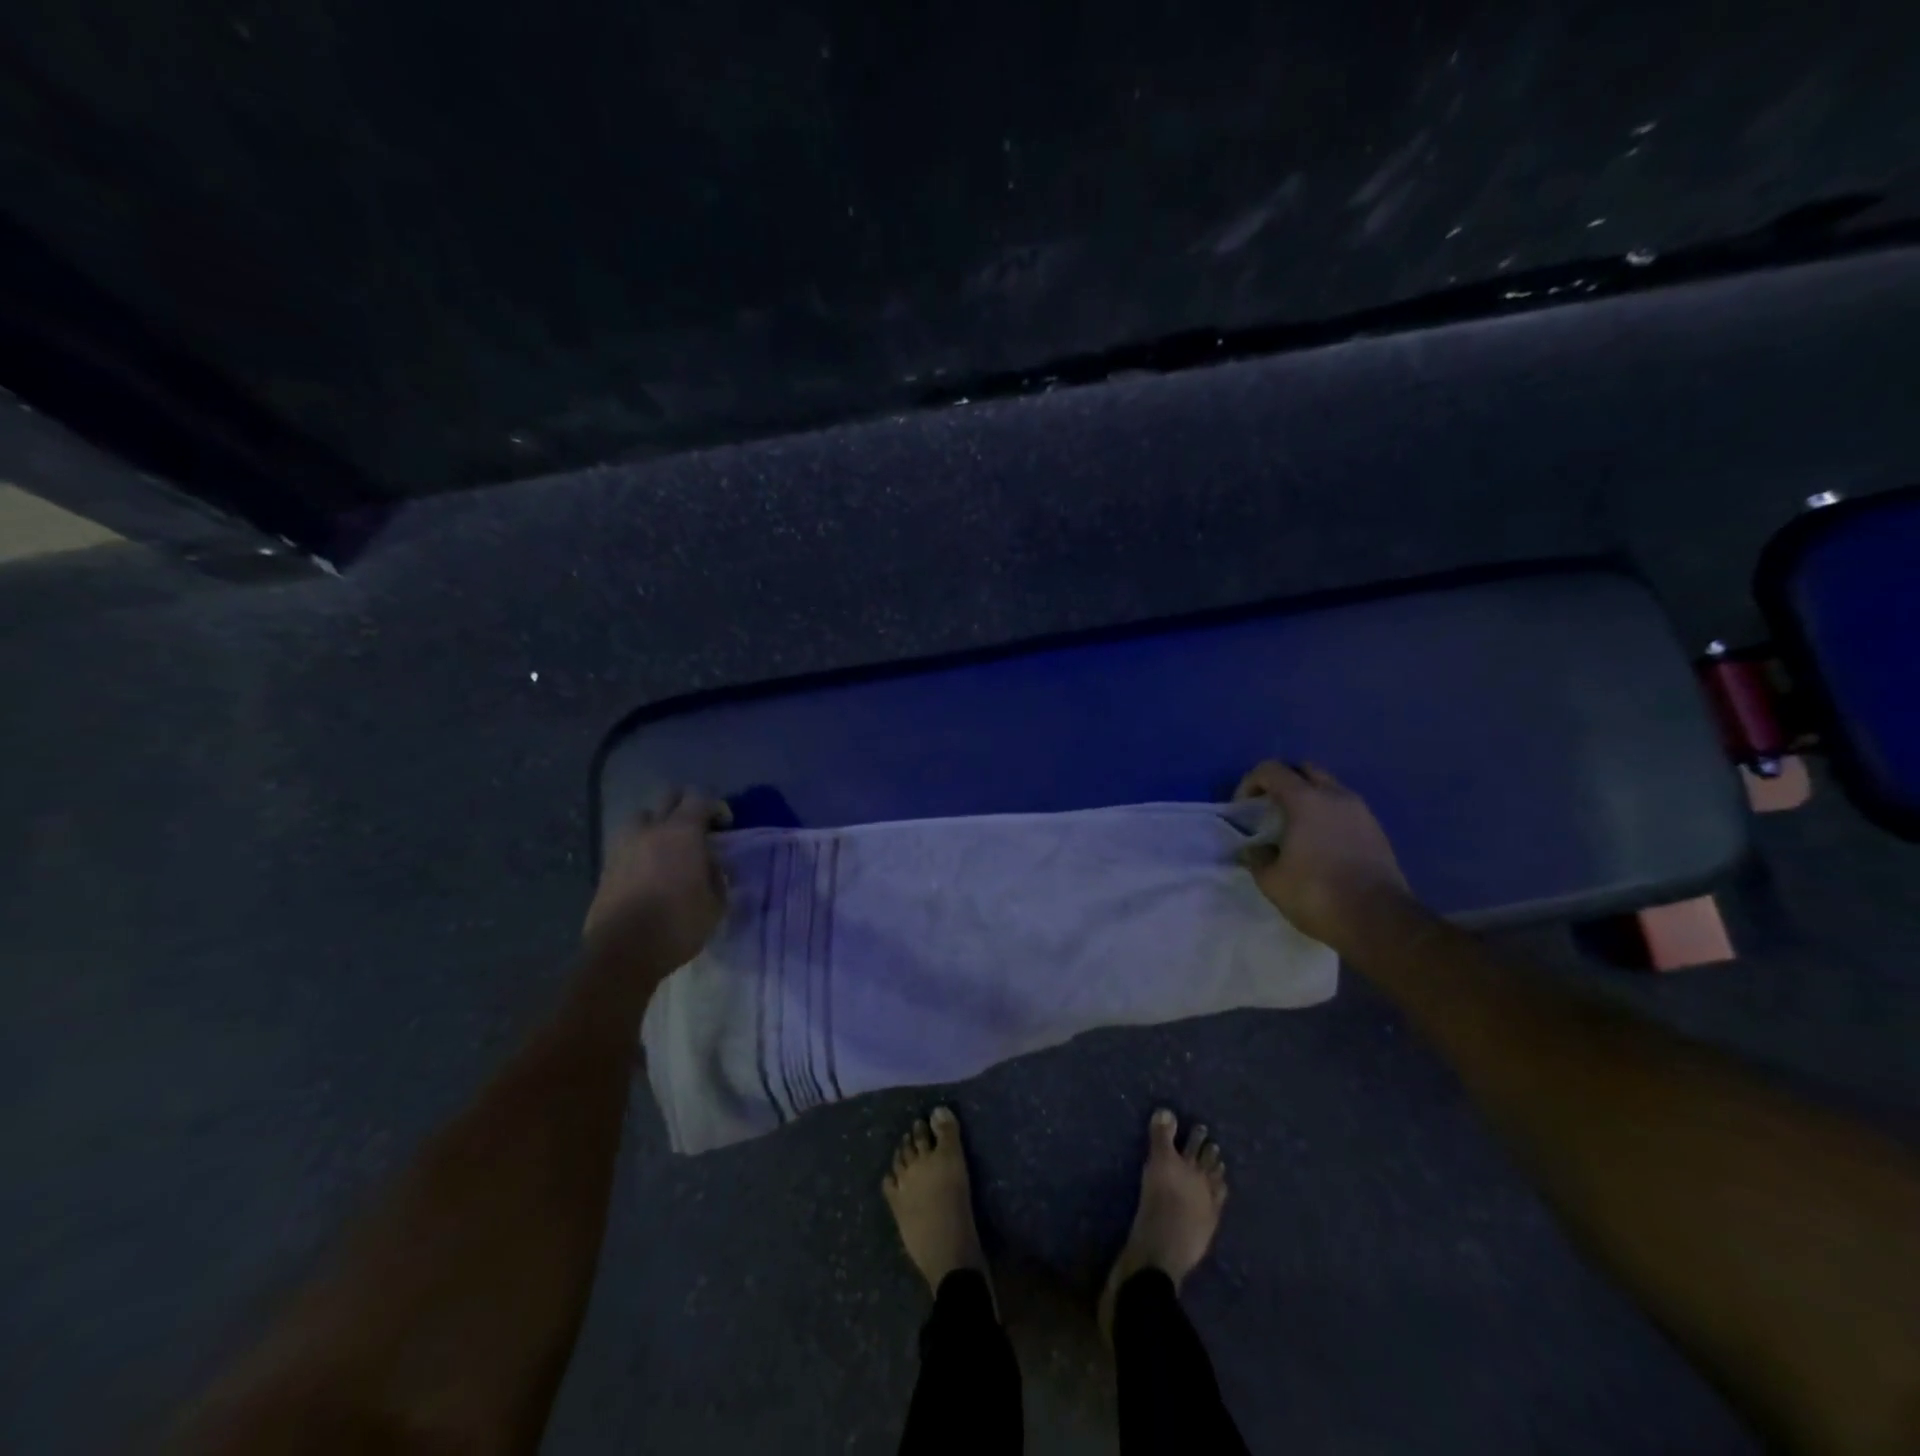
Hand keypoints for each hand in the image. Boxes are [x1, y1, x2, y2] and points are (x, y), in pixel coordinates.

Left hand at [584, 790, 729, 972]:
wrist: (622, 953)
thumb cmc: (677, 926)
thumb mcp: (715, 905)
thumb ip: (718, 877)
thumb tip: (712, 865)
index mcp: (682, 833)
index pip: (701, 798)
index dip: (716, 806)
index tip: (725, 826)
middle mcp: (651, 830)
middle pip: (669, 796)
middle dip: (686, 805)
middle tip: (698, 828)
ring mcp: (624, 845)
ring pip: (643, 816)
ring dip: (658, 823)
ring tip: (668, 845)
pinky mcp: (607, 865)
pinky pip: (627, 841)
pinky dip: (641, 845)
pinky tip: (649, 867)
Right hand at [1234, 761, 1412, 951]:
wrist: (1379, 921)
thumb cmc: (1317, 894)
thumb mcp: (1271, 880)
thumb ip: (1257, 857)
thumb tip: (1256, 849)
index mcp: (1306, 800)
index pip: (1271, 770)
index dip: (1250, 782)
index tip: (1243, 808)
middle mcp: (1336, 796)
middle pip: (1304, 770)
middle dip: (1282, 782)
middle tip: (1269, 809)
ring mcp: (1361, 812)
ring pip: (1328, 788)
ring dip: (1307, 797)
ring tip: (1294, 827)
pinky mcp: (1376, 831)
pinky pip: (1344, 809)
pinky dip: (1327, 815)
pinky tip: (1319, 843)